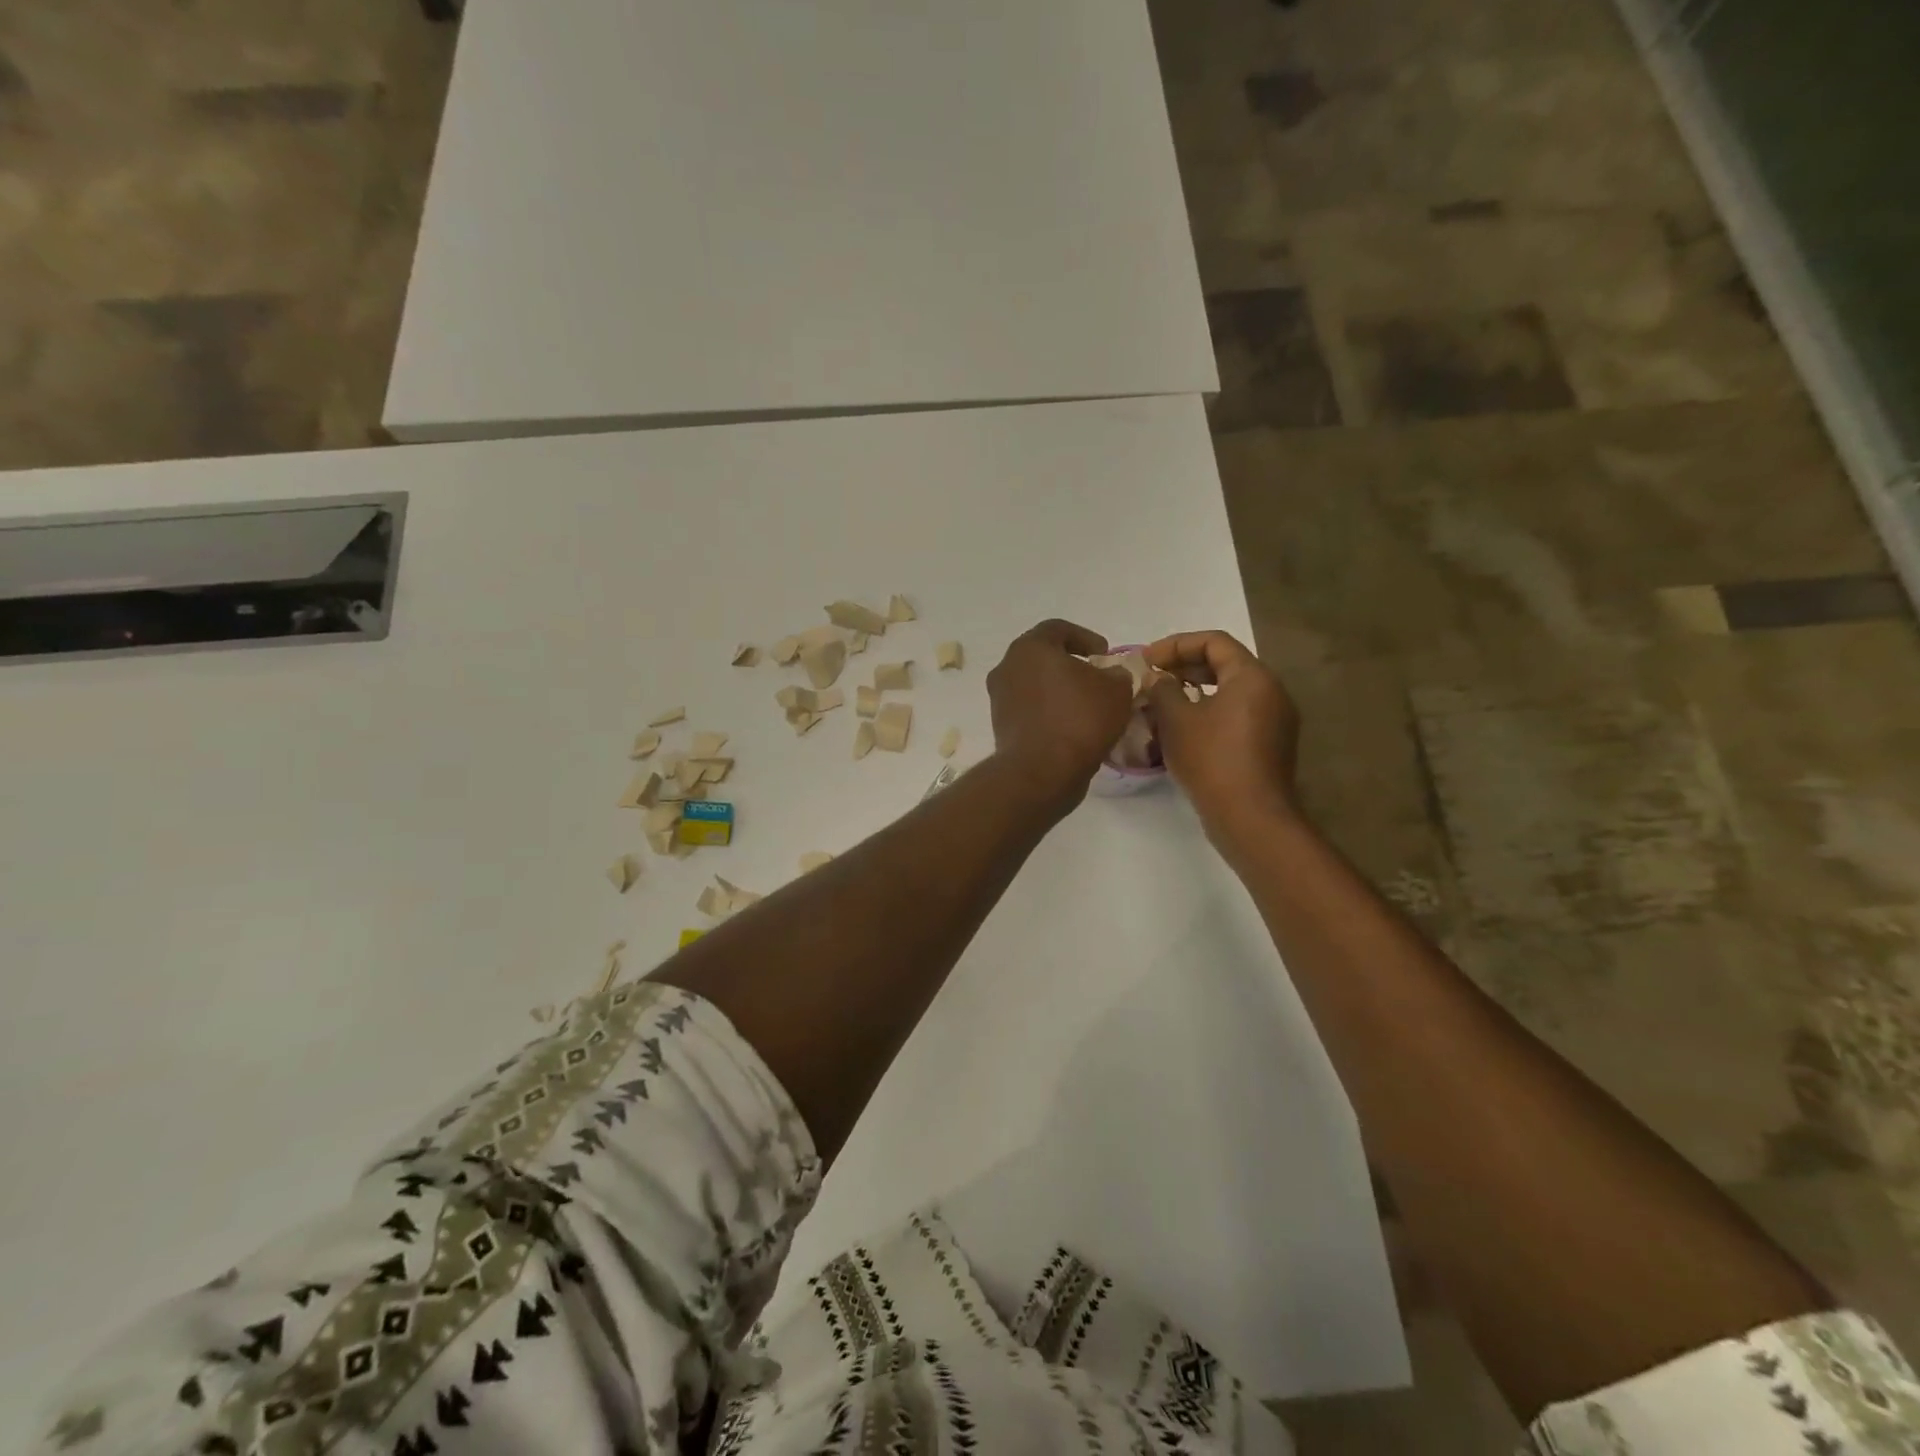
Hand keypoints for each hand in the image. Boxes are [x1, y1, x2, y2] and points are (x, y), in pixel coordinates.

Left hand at [987, 619, 1136, 807]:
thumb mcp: (1116, 690)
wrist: (1041, 772)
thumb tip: (1111, 675)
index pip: (1058, 628)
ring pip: (1035, 685)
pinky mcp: (1001, 727)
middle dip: (1071, 665)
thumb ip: (1117, 674)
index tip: (1105, 654)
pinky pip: (1030, 710)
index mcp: (1030, 648)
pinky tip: (1072, 728)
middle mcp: (1008, 667)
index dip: (1085, 637)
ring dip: (1059, 691)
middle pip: (1043, 657)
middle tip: (1096, 678)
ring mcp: (1000, 698)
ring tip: (1088, 706)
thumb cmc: (1079, 719)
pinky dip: (1049, 713)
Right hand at [1142, 630, 1301, 849]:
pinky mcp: (1269, 746)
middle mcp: (1271, 691)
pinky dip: (1207, 714)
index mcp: (1252, 676)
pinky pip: (1235, 716)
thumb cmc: (1211, 759)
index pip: (1213, 641)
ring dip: (1193, 693)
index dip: (1175, 645)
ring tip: (1160, 705)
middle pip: (1223, 665)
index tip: (1146, 660)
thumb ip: (1161, 689)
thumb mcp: (1176, 719)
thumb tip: (1156, 678)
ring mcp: (1274, 721)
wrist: (1250, 817)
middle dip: (1183, 668)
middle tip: (1150, 679)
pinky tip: (1180, 731)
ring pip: (1228, 693)